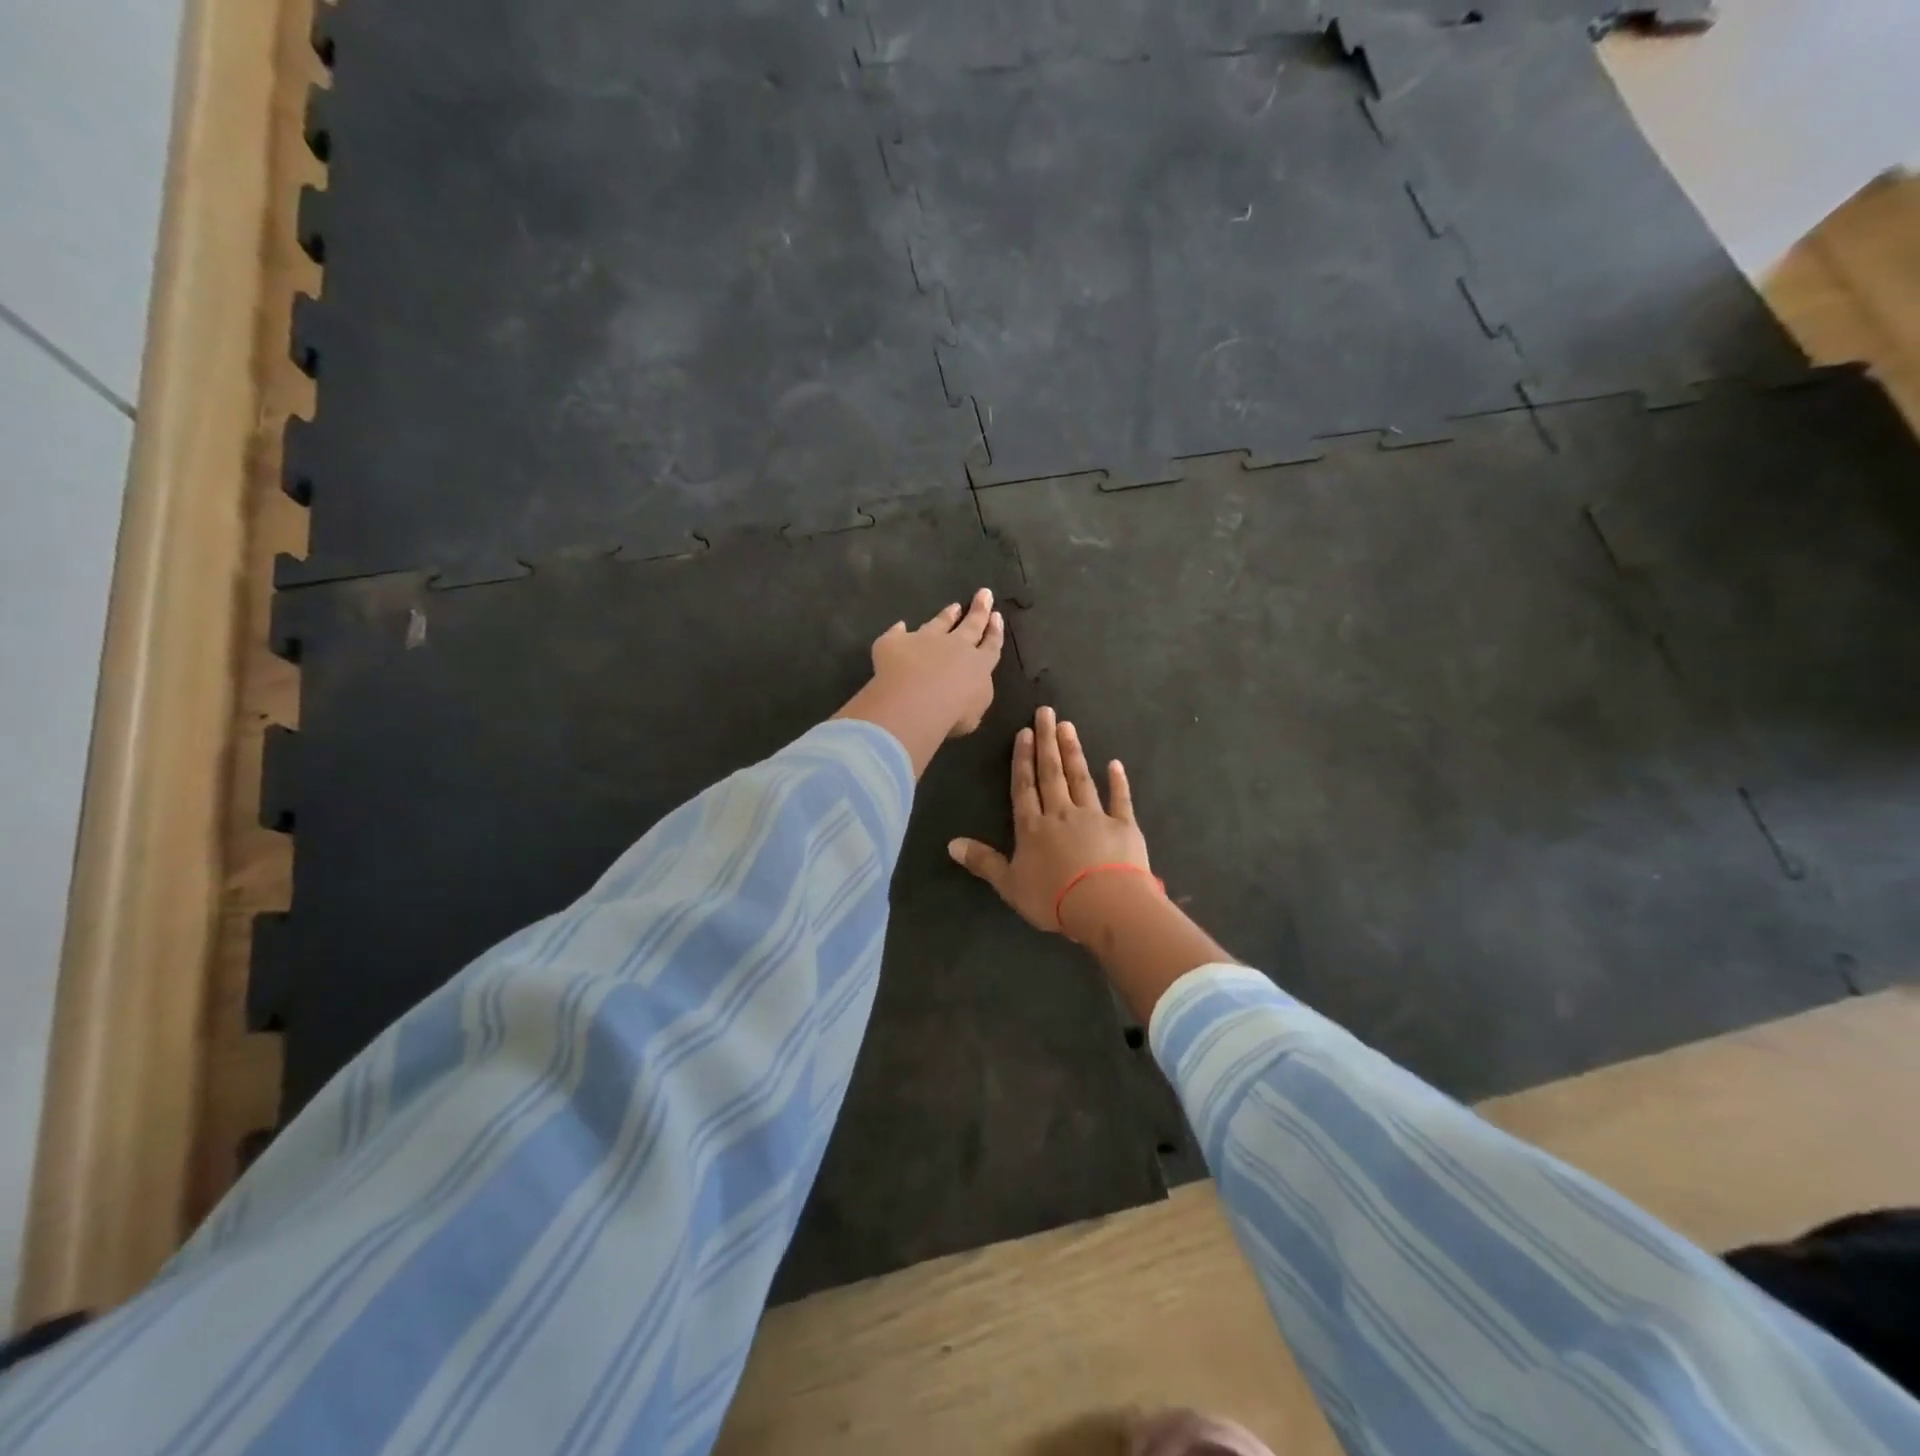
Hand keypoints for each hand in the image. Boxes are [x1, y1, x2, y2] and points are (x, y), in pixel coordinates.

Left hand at [869, 588, 1004, 738]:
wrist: (916, 701)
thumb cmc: (952, 714)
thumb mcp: (973, 714)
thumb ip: (973, 699)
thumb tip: (968, 692)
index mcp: (978, 666)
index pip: (990, 646)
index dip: (994, 631)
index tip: (997, 616)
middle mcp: (954, 646)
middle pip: (970, 625)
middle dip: (979, 610)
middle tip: (984, 594)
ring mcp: (924, 640)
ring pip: (938, 623)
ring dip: (947, 615)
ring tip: (953, 607)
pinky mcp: (896, 643)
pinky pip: (897, 634)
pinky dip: (898, 631)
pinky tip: (899, 626)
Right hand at [948, 705, 1150, 934]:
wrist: (1106, 905)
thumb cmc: (1053, 898)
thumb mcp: (1009, 885)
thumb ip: (983, 862)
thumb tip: (950, 844)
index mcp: (1032, 828)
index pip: (1024, 787)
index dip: (1023, 759)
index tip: (1024, 732)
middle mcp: (1061, 814)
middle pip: (1051, 773)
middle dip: (1047, 742)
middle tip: (1046, 712)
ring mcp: (1094, 816)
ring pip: (1081, 778)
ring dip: (1073, 752)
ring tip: (1068, 727)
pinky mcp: (1124, 826)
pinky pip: (1120, 799)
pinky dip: (1118, 781)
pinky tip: (1115, 763)